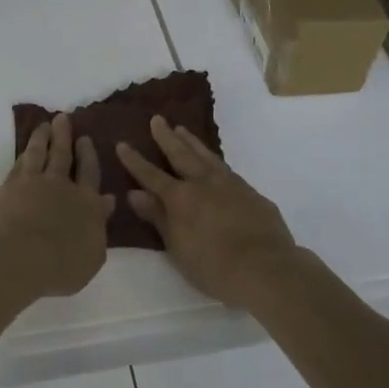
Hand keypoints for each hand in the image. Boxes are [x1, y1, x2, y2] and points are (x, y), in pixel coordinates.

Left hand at [0, 114, 111, 300]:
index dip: (88, 155)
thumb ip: (100, 227)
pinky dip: (25, 152)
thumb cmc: (60, 266)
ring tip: (45, 124)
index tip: (85, 139)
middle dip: (65, 136)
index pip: (90, 173)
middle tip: (63, 118)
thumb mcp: (92, 256)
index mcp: (87, 203)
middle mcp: (62, 186)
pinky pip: (21, 163)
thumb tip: (107, 201)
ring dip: (43, 136)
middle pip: (64, 155)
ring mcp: (34, 182)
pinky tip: (26, 148)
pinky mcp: (10, 186)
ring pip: (40, 152)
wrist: (18, 257)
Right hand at [117, 116, 298, 308]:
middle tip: (157, 119)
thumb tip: (135, 194)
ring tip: (182, 129)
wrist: (266, 269)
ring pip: (206, 156)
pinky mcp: (251, 193)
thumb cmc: (214, 266)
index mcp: (180, 198)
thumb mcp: (177, 247)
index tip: (122, 144)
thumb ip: (158, 217)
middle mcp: (203, 183)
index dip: (135, 161)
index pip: (151, 175)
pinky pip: (227, 169)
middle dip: (166, 137)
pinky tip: (214, 162)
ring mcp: (230, 185)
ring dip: (192, 142)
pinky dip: (214, 160)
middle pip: (181, 154)